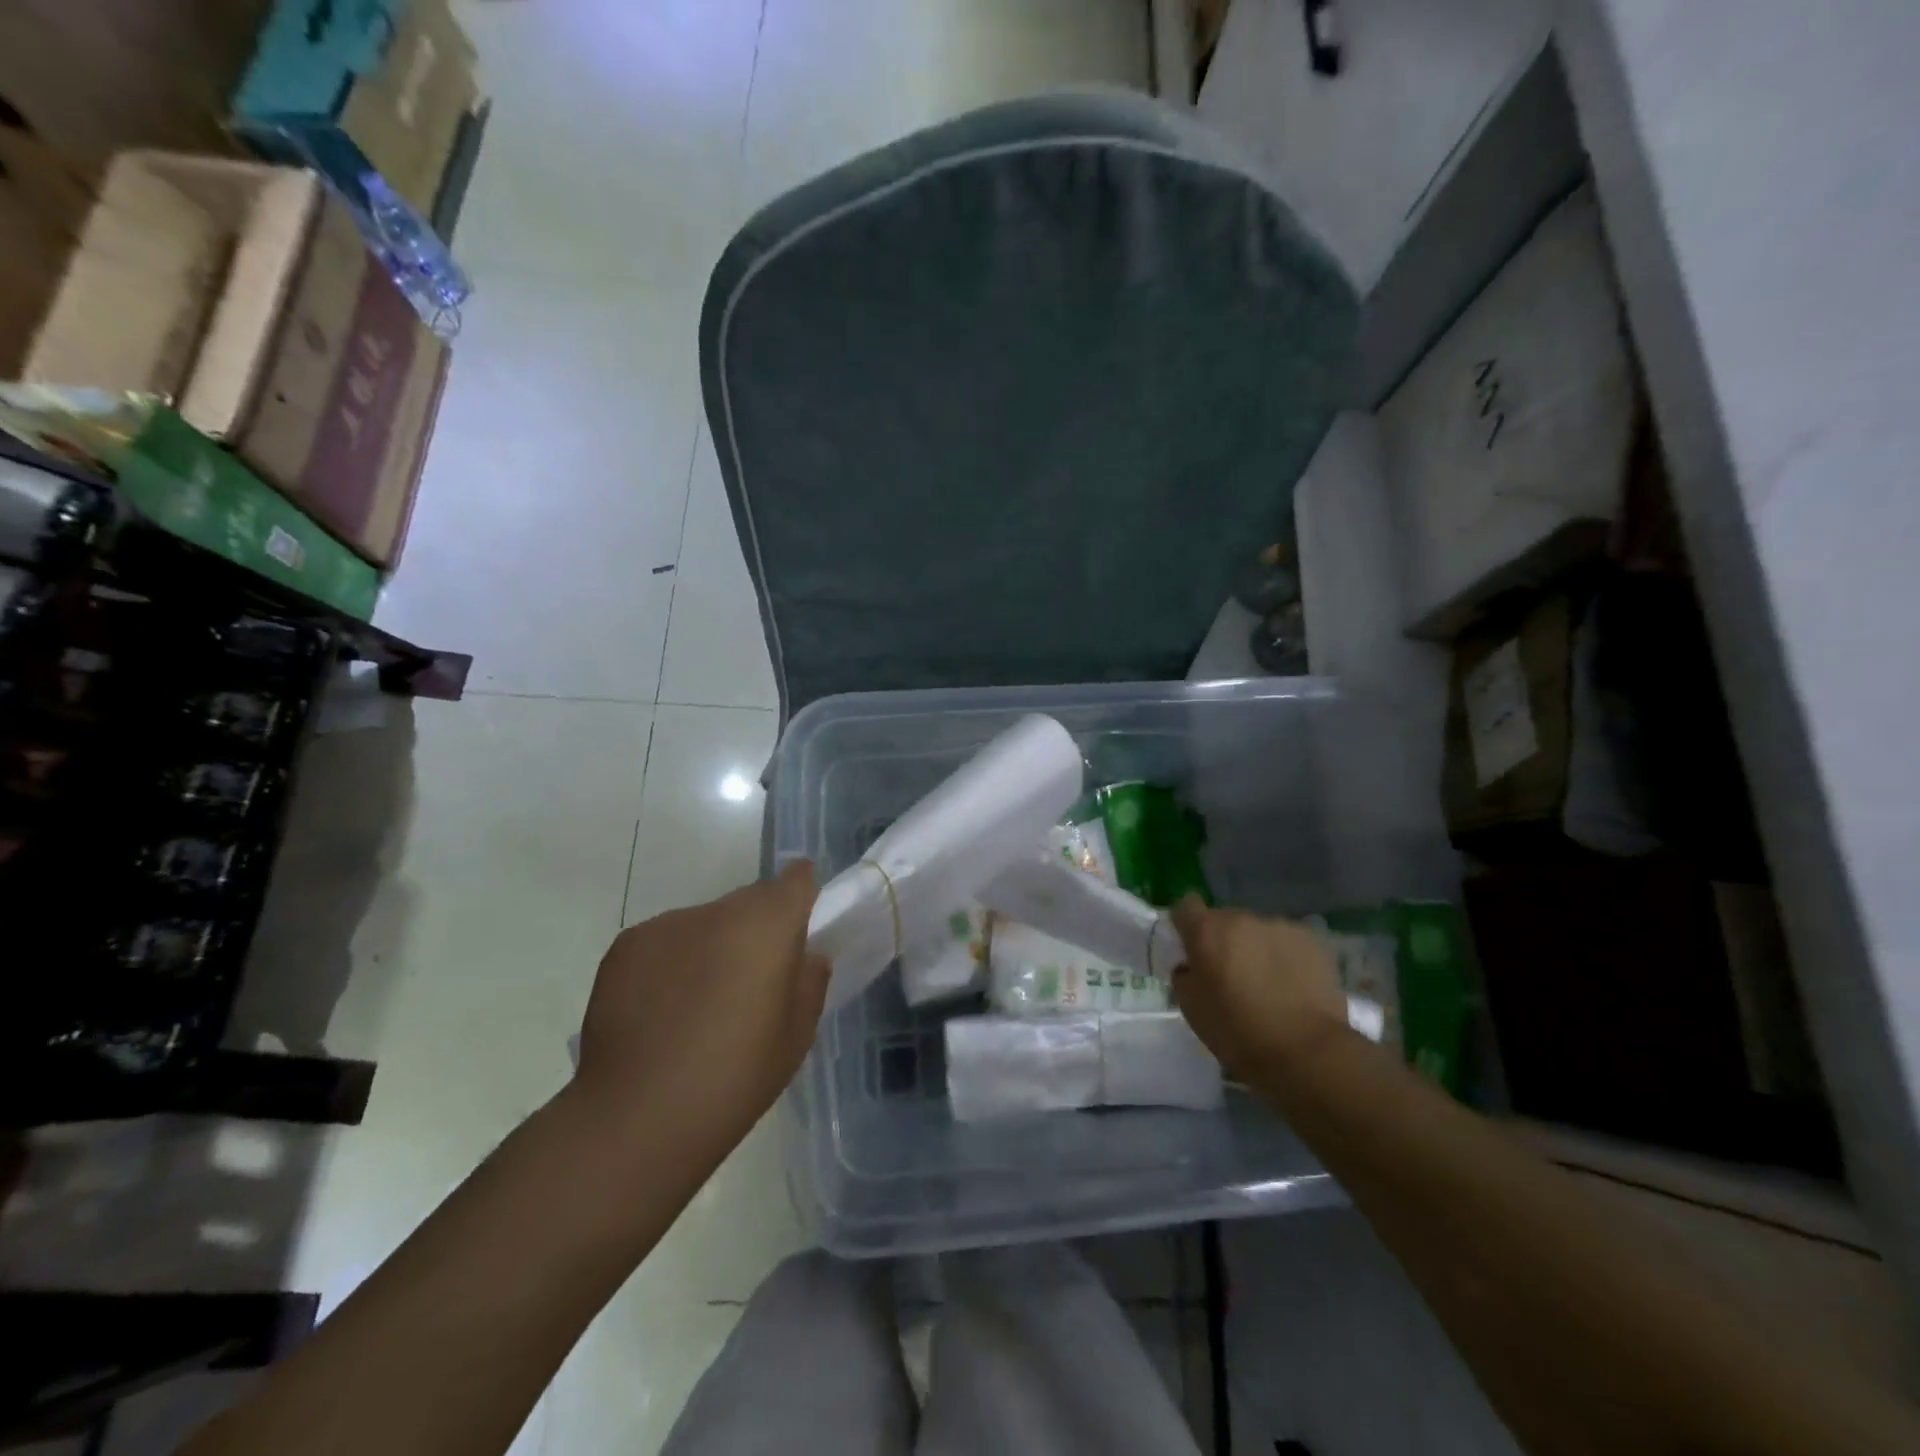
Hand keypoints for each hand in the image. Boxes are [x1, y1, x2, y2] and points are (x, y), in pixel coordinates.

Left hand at [572, 861, 829, 1165]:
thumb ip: (809, 981)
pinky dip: (671, 964)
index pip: (796, 879)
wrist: (638, 1115)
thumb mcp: (797, 1035)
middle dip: (756, 930)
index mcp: (768, 924)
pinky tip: (661, 1013)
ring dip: (711, 947)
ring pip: (704, 923)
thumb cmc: (736, 1076)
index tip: (800, 925)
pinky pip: (665, 942)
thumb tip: (805, 956)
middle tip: (750, 983)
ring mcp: (667, 925)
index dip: (802, 894)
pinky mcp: (626, 946)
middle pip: (749, 902)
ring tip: (698, 1006)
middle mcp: (718, 910)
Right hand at [1170, 896, 1350, 1079]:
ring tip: (1267, 983)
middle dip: (1223, 941)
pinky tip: (1292, 986)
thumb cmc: (1238, 1032)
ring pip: (1257, 932)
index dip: (1185, 926)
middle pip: (1224, 920)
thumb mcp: (1191, 1007)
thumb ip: (1184, 974)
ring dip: (1255, 948)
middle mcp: (1241, 918)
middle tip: (1230, 974)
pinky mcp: (1311, 941)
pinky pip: (1287, 943)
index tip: (1190, 949)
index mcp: (1207, 931)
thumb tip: (1191, 965)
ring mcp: (1279, 927)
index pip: (1185, 907)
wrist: (1306, 1052)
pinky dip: (1284, 957)